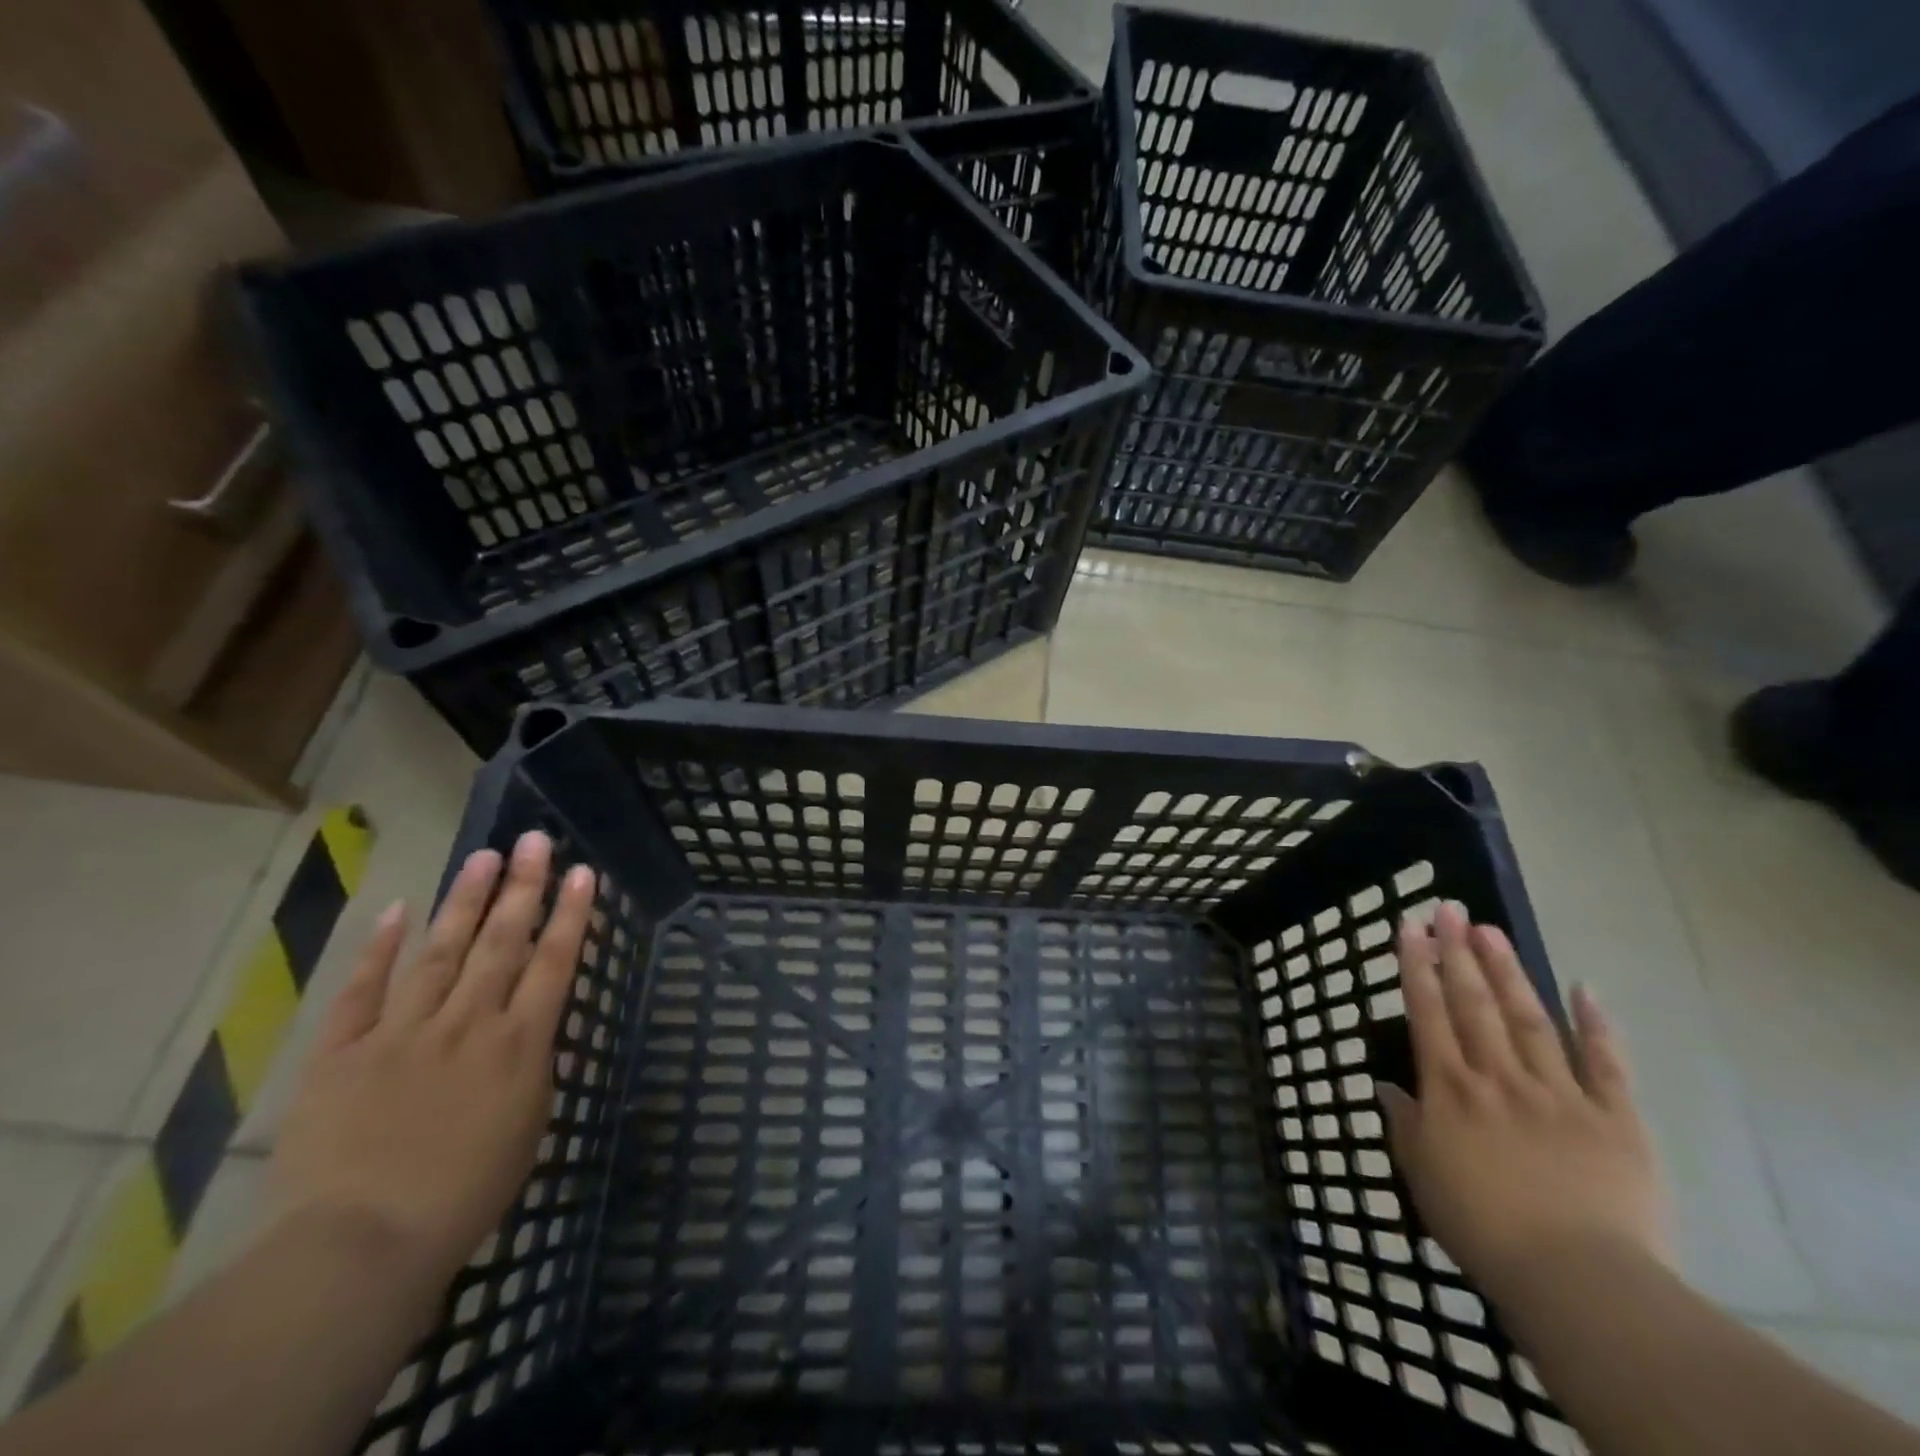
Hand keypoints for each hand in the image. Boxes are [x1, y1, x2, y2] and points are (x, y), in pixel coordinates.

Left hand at [269, 831, 596, 1290]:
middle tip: (533, 840)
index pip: (555, 963)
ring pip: (441, 951)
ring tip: (482, 856)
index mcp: (519, 1044)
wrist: (358, 1245)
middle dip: (522, 887)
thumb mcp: (527, 1127)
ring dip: (464, 900)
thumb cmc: (464, 1195)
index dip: (571, 914)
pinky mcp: (342, 1052)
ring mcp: (402, 1032)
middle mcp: (468, 1023)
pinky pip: (362, 990)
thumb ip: (533, 1067)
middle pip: (502, 942)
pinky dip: (379, 948)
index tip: (583, 872)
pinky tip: (397, 909)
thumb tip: (535, 1026)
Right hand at [1379, 902, 1671, 1305]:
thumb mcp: (1422, 1176)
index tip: (1409, 925)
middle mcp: (1498, 1076)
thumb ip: (1404, 1125)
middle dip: (1458, 951)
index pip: (1427, 1012)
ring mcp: (1559, 1093)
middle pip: (1474, 1002)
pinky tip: (1585, 987)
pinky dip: (1596, 1024)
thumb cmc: (1483, 1227)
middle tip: (1449, 908)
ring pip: (1528, 1018)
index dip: (1416, 965)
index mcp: (1450, 1089)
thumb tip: (1386, 1086)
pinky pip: (1606, 1064)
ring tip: (1491, 930)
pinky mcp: (1614, 1118)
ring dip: (1508, 971)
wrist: (1578, 1280)